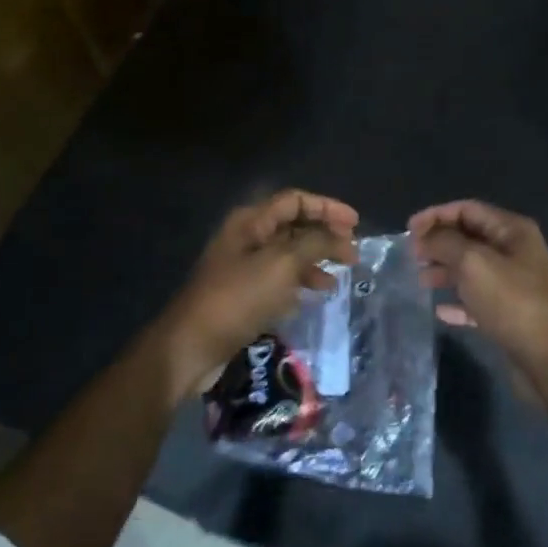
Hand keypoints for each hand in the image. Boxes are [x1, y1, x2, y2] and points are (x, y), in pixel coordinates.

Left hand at [153, 190, 358, 403]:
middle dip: (325, 234)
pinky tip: (317, 294)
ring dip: (316, 259)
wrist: (192, 346)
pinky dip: (301, 281)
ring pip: (288, 253)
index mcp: (251, 221)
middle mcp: (246, 237)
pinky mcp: (244, 293)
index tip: (355, 224)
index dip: (327, 207)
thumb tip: (340, 237)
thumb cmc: (238, 298)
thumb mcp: (282, 265)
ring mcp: (243, 266)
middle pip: (293, 225)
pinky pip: (280, 278)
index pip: (295, 200)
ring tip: (341, 275)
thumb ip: (315, 244)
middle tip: (352, 251)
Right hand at [409, 200, 547, 378]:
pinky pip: (477, 300)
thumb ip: (445, 243)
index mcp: (512, 230)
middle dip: (438, 243)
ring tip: (420, 280)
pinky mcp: (509, 313)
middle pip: (468, 237)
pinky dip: (457, 301)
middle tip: (411, 256)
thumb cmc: (511, 301)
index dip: (436, 215)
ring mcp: (513, 283)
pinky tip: (439, 311)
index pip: (468, 209)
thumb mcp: (473, 263)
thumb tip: (424, 238)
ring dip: (444, 270)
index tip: (408, 231)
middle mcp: (515, 251)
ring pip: (471, 269)